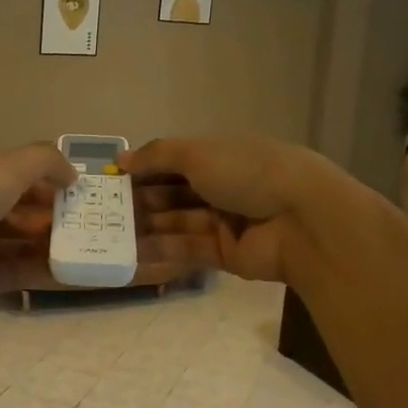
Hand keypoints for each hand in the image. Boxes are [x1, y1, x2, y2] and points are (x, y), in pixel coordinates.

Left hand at [0, 145, 76, 306]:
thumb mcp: (5, 167)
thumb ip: (44, 162)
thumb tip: (73, 173)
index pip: (11, 179)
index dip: (45, 186)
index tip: (78, 197)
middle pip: (12, 216)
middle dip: (48, 221)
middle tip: (88, 230)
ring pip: (9, 248)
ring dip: (45, 250)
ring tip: (85, 255)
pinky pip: (2, 277)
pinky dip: (31, 275)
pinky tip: (64, 277)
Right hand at [120, 137, 343, 283]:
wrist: (304, 220)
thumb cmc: (249, 173)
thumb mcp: (199, 153)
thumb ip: (157, 156)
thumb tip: (121, 160)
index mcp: (221, 157)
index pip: (175, 161)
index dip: (145, 169)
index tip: (113, 179)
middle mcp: (223, 187)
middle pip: (175, 193)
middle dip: (142, 200)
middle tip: (104, 210)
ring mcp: (226, 222)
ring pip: (178, 223)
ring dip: (147, 226)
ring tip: (110, 233)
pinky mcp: (227, 254)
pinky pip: (189, 250)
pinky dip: (163, 250)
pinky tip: (132, 253)